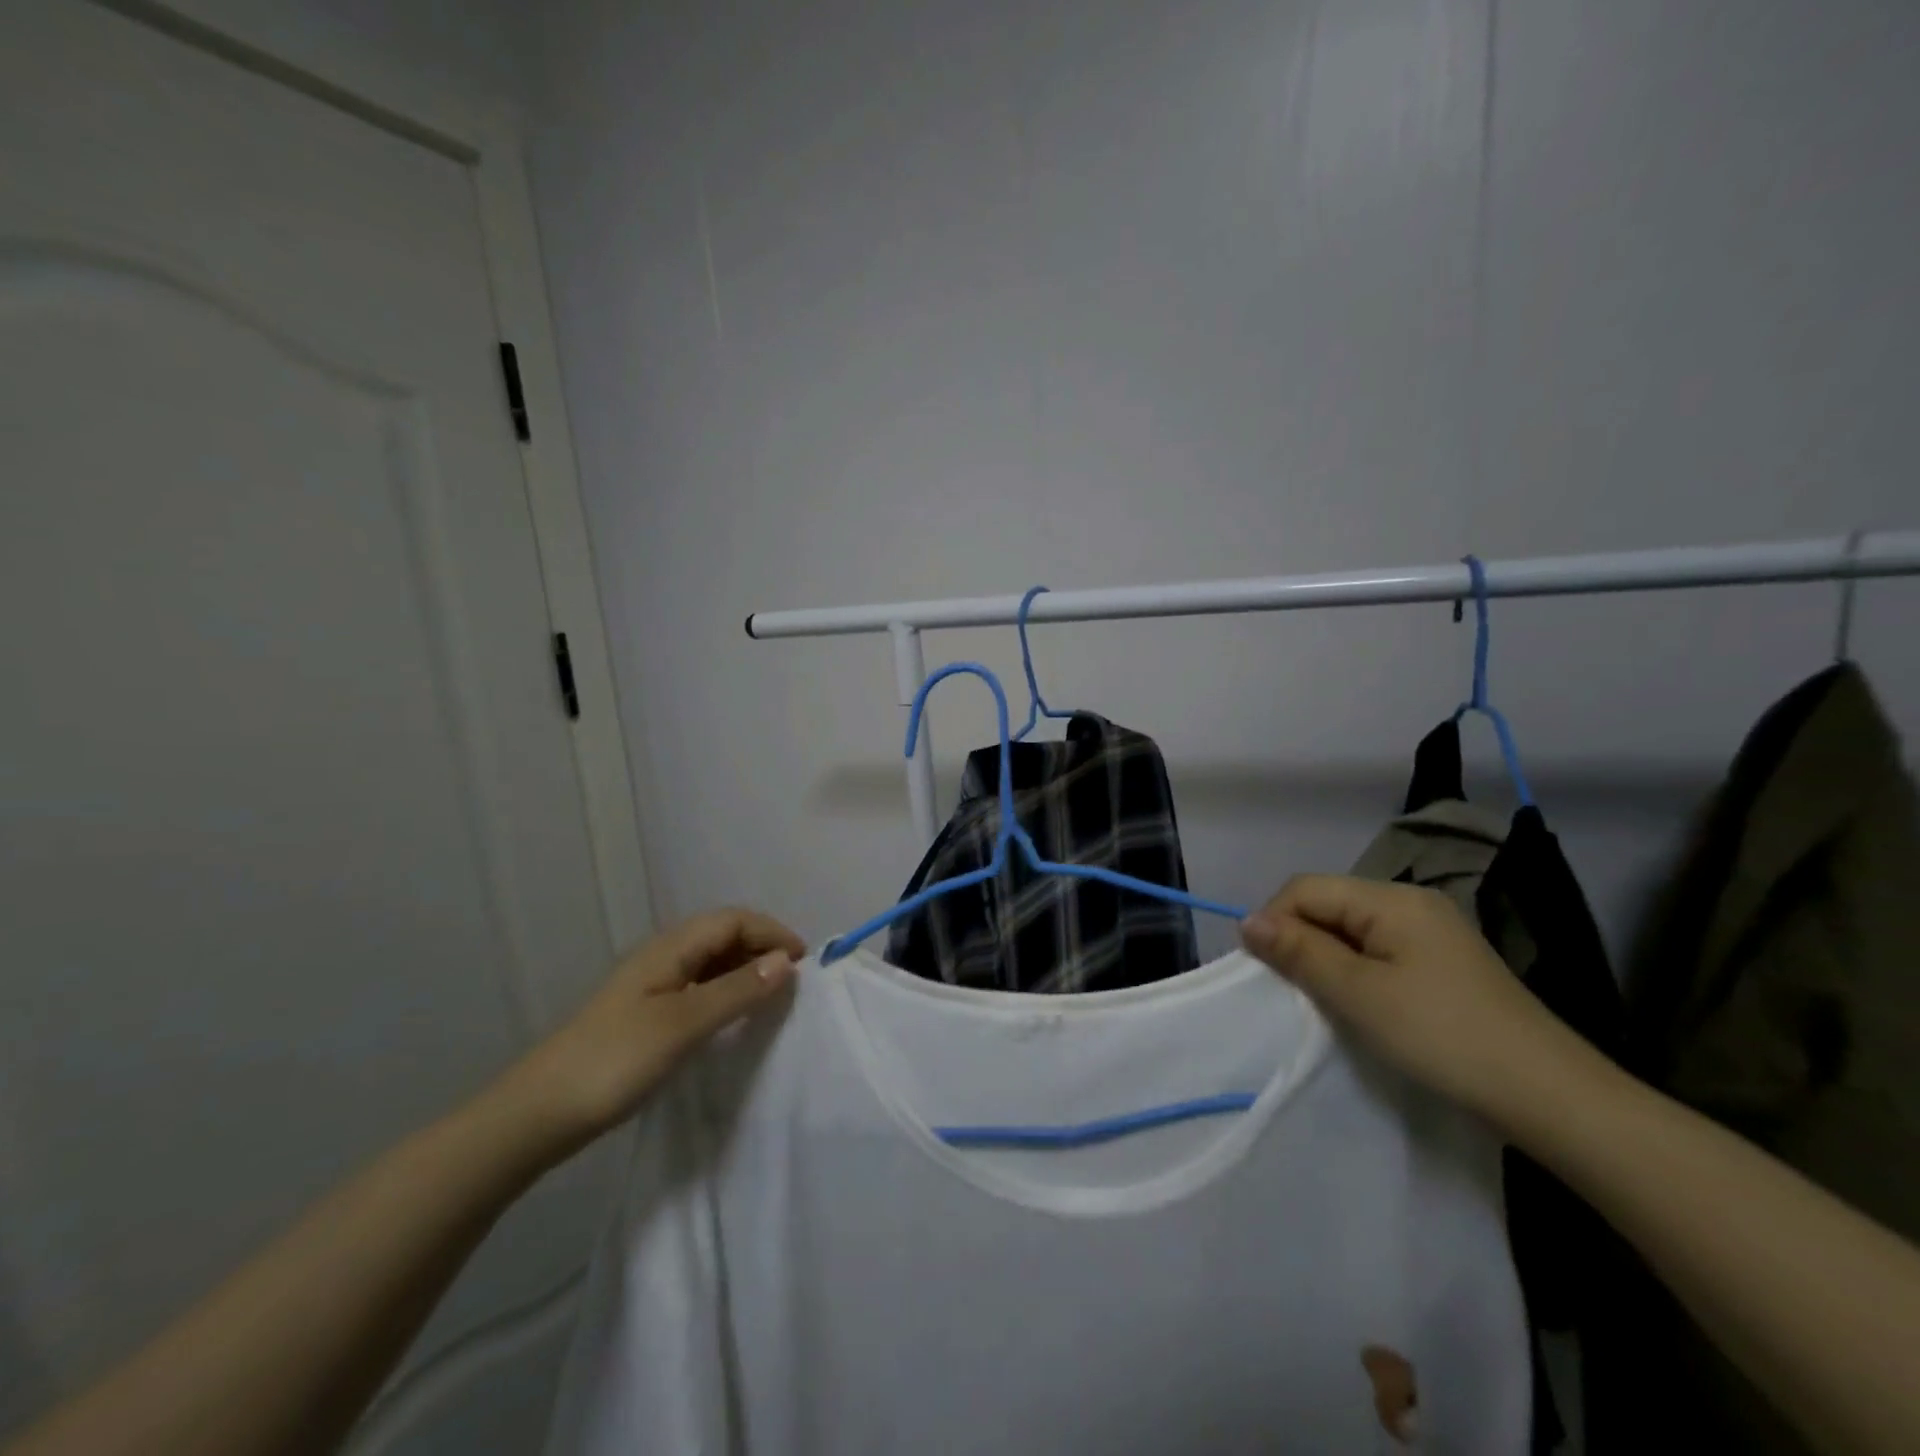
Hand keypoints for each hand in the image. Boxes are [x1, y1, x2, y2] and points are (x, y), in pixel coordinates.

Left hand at [505, 909, 802, 1146]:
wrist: (539, 1113)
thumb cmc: (616, 1060)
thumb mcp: (685, 1024)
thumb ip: (737, 990)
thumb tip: (787, 961)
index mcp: (670, 948)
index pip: (733, 920)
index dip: (772, 933)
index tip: (804, 963)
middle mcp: (663, 957)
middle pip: (723, 935)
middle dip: (762, 948)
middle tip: (793, 982)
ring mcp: (652, 985)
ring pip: (711, 962)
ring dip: (746, 971)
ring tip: (772, 1000)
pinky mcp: (647, 1013)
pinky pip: (699, 987)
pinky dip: (726, 993)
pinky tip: (734, 1018)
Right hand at [1239, 875, 1577, 1123]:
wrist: (1550, 1097)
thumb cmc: (1442, 1037)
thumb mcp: (1359, 993)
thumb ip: (1300, 952)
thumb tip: (1247, 921)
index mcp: (1391, 898)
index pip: (1306, 888)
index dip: (1275, 921)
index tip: (1265, 971)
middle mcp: (1411, 902)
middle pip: (1329, 904)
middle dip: (1300, 940)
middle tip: (1293, 991)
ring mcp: (1432, 932)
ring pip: (1351, 929)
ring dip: (1326, 959)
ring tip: (1324, 1001)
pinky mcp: (1444, 963)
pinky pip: (1378, 950)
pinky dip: (1355, 971)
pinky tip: (1360, 1004)